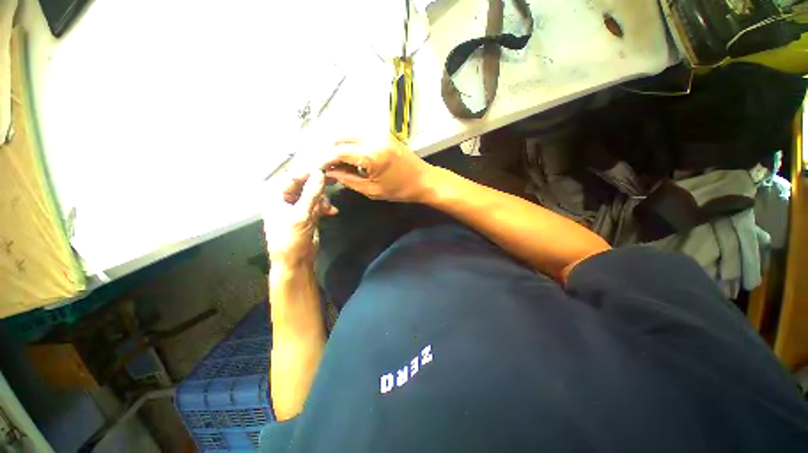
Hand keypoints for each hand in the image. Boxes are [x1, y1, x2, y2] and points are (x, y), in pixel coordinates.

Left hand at [263, 170, 337, 266]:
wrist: (295, 261)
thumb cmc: (291, 238)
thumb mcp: (302, 214)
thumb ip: (311, 193)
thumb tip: (320, 173)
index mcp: (276, 196)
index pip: (293, 177)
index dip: (309, 172)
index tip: (326, 168)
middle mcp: (286, 199)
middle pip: (304, 185)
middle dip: (319, 185)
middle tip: (334, 179)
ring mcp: (297, 208)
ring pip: (314, 195)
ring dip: (324, 200)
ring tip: (330, 208)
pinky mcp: (308, 215)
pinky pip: (318, 205)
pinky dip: (326, 207)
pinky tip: (333, 212)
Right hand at [321, 136, 437, 202]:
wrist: (424, 180)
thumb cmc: (400, 190)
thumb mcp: (372, 190)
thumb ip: (348, 180)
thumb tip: (329, 173)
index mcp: (372, 155)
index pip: (337, 152)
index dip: (323, 160)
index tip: (315, 169)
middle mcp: (373, 138)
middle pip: (339, 138)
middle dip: (327, 152)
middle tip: (324, 167)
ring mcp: (379, 132)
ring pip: (348, 134)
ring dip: (337, 147)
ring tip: (334, 163)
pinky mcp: (383, 133)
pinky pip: (359, 135)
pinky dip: (349, 144)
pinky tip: (348, 156)